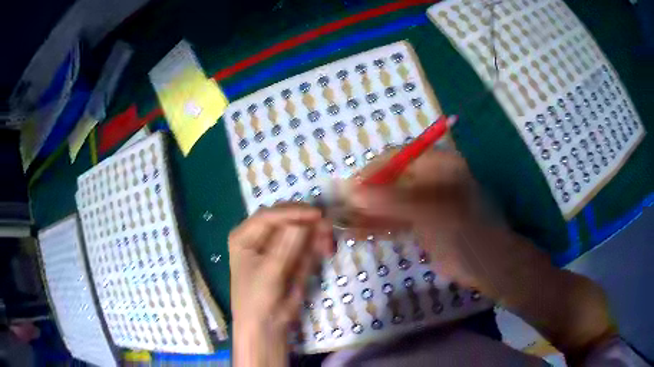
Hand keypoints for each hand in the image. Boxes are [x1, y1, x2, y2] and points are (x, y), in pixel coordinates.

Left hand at [229, 203, 331, 366]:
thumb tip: (303, 223)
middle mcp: (259, 235)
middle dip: (306, 221)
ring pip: (299, 229)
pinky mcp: (291, 255)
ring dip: (316, 232)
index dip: (293, 213)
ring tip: (328, 243)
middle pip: (285, 219)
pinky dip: (317, 244)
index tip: (317, 215)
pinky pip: (306, 244)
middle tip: (327, 226)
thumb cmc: (257, 298)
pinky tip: (326, 249)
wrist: (265, 324)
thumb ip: (286, 247)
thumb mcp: (269, 273)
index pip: (268, 216)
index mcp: (244, 235)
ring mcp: (277, 245)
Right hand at [347, 148, 615, 360]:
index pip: (396, 157)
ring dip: (366, 212)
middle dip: (363, 195)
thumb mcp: (435, 214)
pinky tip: (357, 234)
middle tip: (338, 210)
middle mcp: (430, 178)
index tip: (347, 189)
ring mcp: (426, 202)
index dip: (370, 171)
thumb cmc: (471, 234)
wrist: (490, 267)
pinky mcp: (422, 223)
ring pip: (389, 201)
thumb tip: (352, 192)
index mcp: (438, 164)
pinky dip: (376, 226)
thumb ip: (395, 201)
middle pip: (389, 180)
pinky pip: (394, 220)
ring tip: (341, 224)